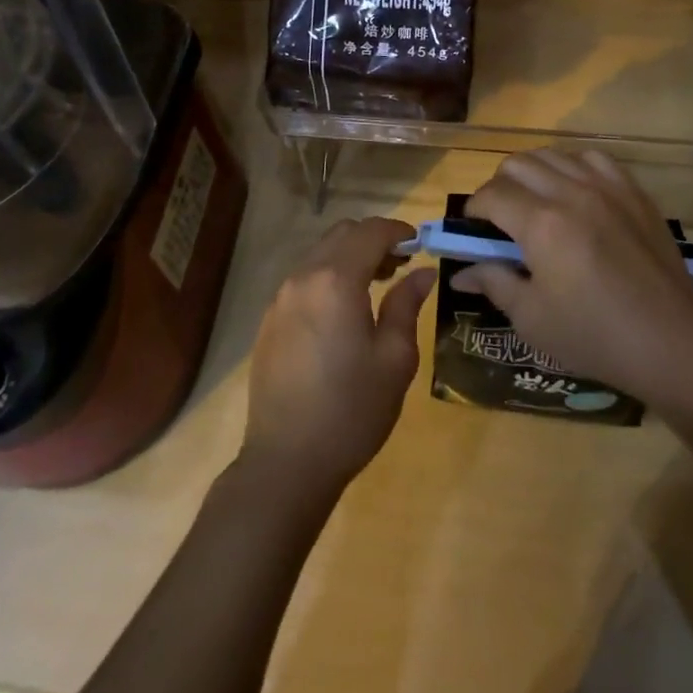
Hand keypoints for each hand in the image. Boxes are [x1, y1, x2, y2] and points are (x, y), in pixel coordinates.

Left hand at [240, 217, 435, 496]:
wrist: (286, 462)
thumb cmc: (352, 410)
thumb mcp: (395, 359)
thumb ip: (407, 305)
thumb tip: (423, 272)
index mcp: (336, 280)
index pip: (371, 232)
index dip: (399, 231)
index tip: (420, 244)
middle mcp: (303, 277)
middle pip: (342, 234)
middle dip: (374, 239)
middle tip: (401, 265)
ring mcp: (281, 297)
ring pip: (320, 253)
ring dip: (350, 256)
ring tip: (376, 286)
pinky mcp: (270, 319)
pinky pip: (304, 278)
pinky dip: (329, 275)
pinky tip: (344, 311)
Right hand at [452, 149, 692, 407]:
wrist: (671, 343)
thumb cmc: (594, 337)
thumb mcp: (532, 319)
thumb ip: (493, 283)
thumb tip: (460, 273)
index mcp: (541, 224)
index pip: (491, 195)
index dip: (474, 210)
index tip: (474, 230)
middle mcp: (571, 193)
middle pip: (517, 164)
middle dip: (499, 186)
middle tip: (502, 219)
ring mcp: (606, 187)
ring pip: (552, 154)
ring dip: (533, 173)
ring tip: (536, 203)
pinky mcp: (633, 191)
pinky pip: (593, 158)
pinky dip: (573, 167)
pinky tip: (575, 192)